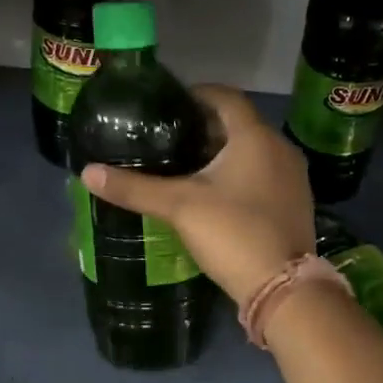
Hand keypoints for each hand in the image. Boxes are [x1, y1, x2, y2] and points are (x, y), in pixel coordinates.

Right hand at [81, 85, 314, 305]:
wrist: (281, 287)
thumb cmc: (232, 233)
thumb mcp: (179, 207)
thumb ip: (135, 188)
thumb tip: (88, 172)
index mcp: (255, 137)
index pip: (226, 97)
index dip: (197, 95)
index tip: (169, 105)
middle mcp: (280, 149)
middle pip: (239, 125)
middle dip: (205, 127)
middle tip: (169, 139)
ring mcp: (293, 178)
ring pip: (253, 152)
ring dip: (223, 153)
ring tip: (186, 166)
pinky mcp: (295, 203)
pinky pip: (263, 175)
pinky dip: (239, 174)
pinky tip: (215, 194)